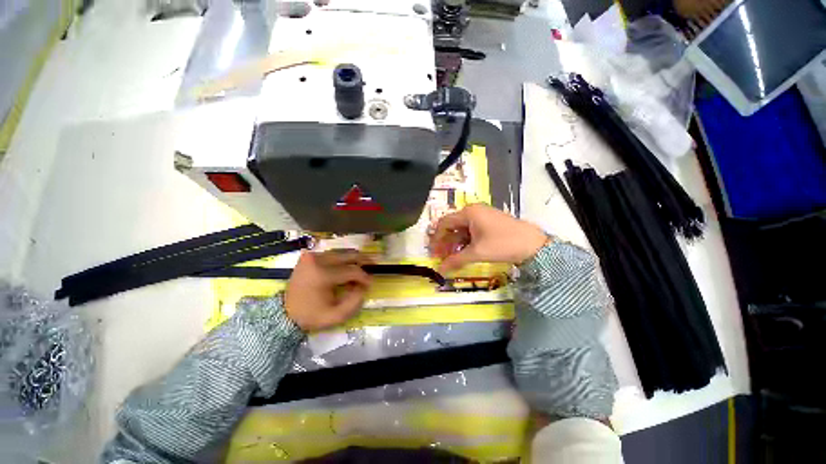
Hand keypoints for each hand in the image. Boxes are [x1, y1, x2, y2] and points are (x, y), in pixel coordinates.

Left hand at [285, 249, 372, 330]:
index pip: (352, 271)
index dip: (364, 277)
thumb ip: (355, 302)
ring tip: (362, 267)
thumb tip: (364, 286)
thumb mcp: (336, 316)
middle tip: (373, 266)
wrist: (284, 313)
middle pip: (348, 255)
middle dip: (364, 260)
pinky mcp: (309, 256)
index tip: (371, 283)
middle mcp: (317, 260)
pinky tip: (347, 266)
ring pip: (341, 252)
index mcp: (322, 275)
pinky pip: (332, 254)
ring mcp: (312, 256)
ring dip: (353, 259)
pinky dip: (342, 259)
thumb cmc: (311, 316)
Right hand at [429, 204, 547, 272]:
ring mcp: (482, 216)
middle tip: (441, 257)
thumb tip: (440, 270)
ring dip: (455, 243)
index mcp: (468, 213)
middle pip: (452, 225)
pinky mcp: (489, 222)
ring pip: (462, 229)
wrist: (534, 244)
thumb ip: (456, 260)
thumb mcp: (477, 253)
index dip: (437, 238)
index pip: (444, 223)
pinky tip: (463, 252)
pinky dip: (465, 241)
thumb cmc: (503, 244)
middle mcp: (473, 211)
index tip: (433, 252)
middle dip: (445, 242)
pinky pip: (471, 231)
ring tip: (451, 257)